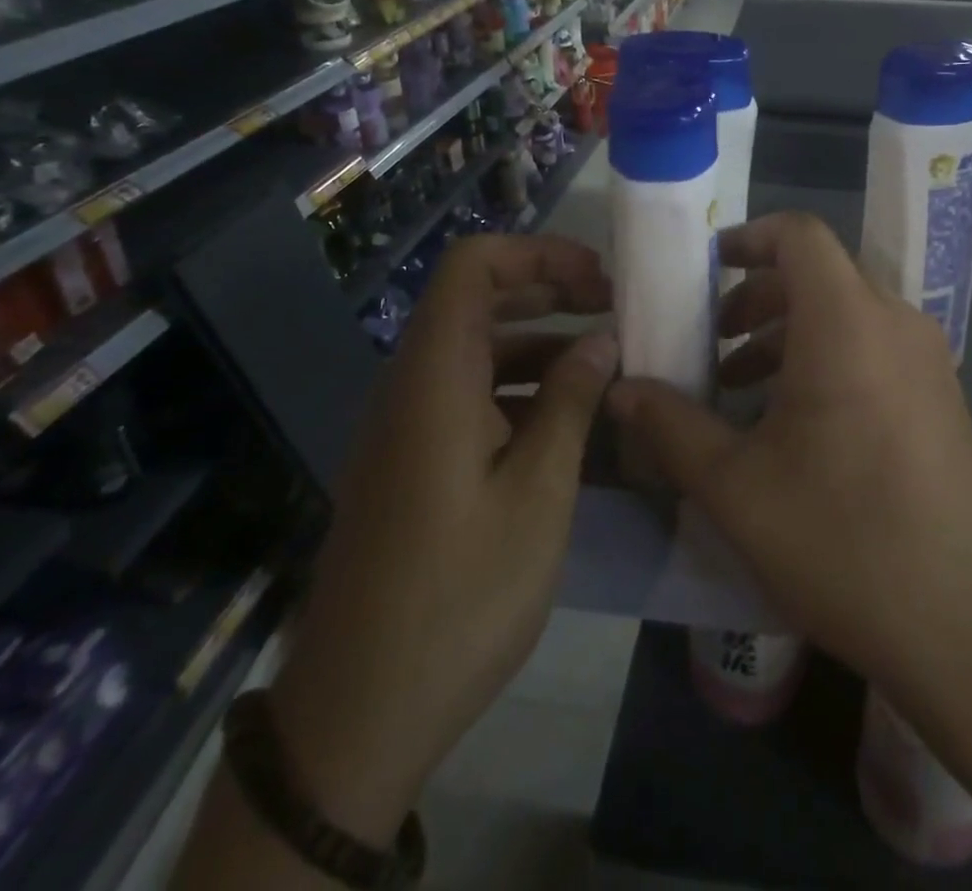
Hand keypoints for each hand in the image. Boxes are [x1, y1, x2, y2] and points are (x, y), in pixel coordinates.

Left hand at [269, 233, 616, 843]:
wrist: (357, 717)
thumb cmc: (459, 598)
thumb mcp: (538, 495)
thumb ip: (570, 403)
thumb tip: (602, 339)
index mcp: (435, 378)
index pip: (472, 266)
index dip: (536, 254)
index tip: (598, 278)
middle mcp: (411, 387)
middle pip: (476, 300)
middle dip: (548, 290)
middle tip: (614, 307)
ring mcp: (406, 427)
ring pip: (475, 349)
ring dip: (539, 340)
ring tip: (606, 359)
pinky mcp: (412, 463)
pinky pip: (467, 395)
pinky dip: (519, 387)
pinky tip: (568, 416)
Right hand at [605, 212, 971, 700]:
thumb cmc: (845, 540)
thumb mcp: (736, 487)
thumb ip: (671, 427)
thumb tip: (620, 391)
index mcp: (847, 321)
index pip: (799, 234)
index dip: (747, 237)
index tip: (703, 269)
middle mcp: (895, 323)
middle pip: (818, 274)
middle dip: (755, 297)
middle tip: (711, 343)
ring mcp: (927, 361)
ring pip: (845, 314)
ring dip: (787, 334)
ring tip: (741, 389)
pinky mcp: (942, 399)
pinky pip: (873, 349)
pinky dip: (825, 359)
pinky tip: (795, 427)